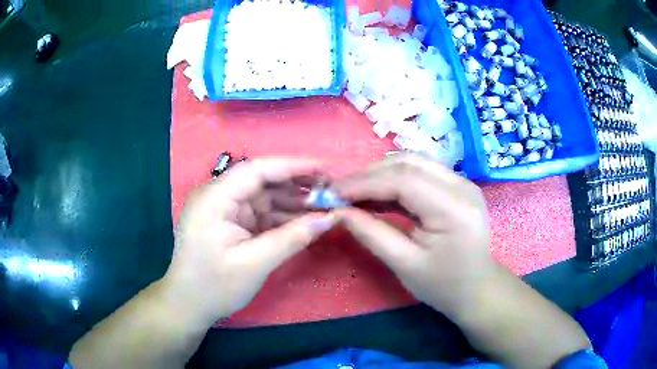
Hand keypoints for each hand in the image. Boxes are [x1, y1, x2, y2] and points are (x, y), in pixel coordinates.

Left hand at [163, 158, 335, 324]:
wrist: (189, 305)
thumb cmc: (214, 287)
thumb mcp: (255, 264)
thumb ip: (292, 238)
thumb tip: (329, 219)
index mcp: (215, 198)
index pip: (257, 170)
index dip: (293, 166)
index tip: (325, 169)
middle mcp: (218, 195)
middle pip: (262, 180)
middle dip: (296, 184)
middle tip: (330, 190)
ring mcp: (223, 208)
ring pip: (264, 195)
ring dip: (292, 201)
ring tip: (324, 205)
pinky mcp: (230, 221)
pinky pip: (260, 212)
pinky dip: (282, 216)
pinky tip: (305, 219)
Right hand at [331, 154, 494, 317]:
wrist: (477, 290)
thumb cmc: (443, 286)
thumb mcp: (405, 265)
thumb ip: (371, 234)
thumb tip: (339, 212)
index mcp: (454, 208)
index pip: (403, 180)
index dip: (364, 182)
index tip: (333, 192)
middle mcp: (462, 186)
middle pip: (408, 164)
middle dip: (369, 175)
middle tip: (340, 191)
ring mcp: (462, 183)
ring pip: (414, 163)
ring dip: (381, 174)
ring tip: (355, 192)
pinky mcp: (458, 186)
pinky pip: (421, 173)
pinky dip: (395, 180)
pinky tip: (377, 193)